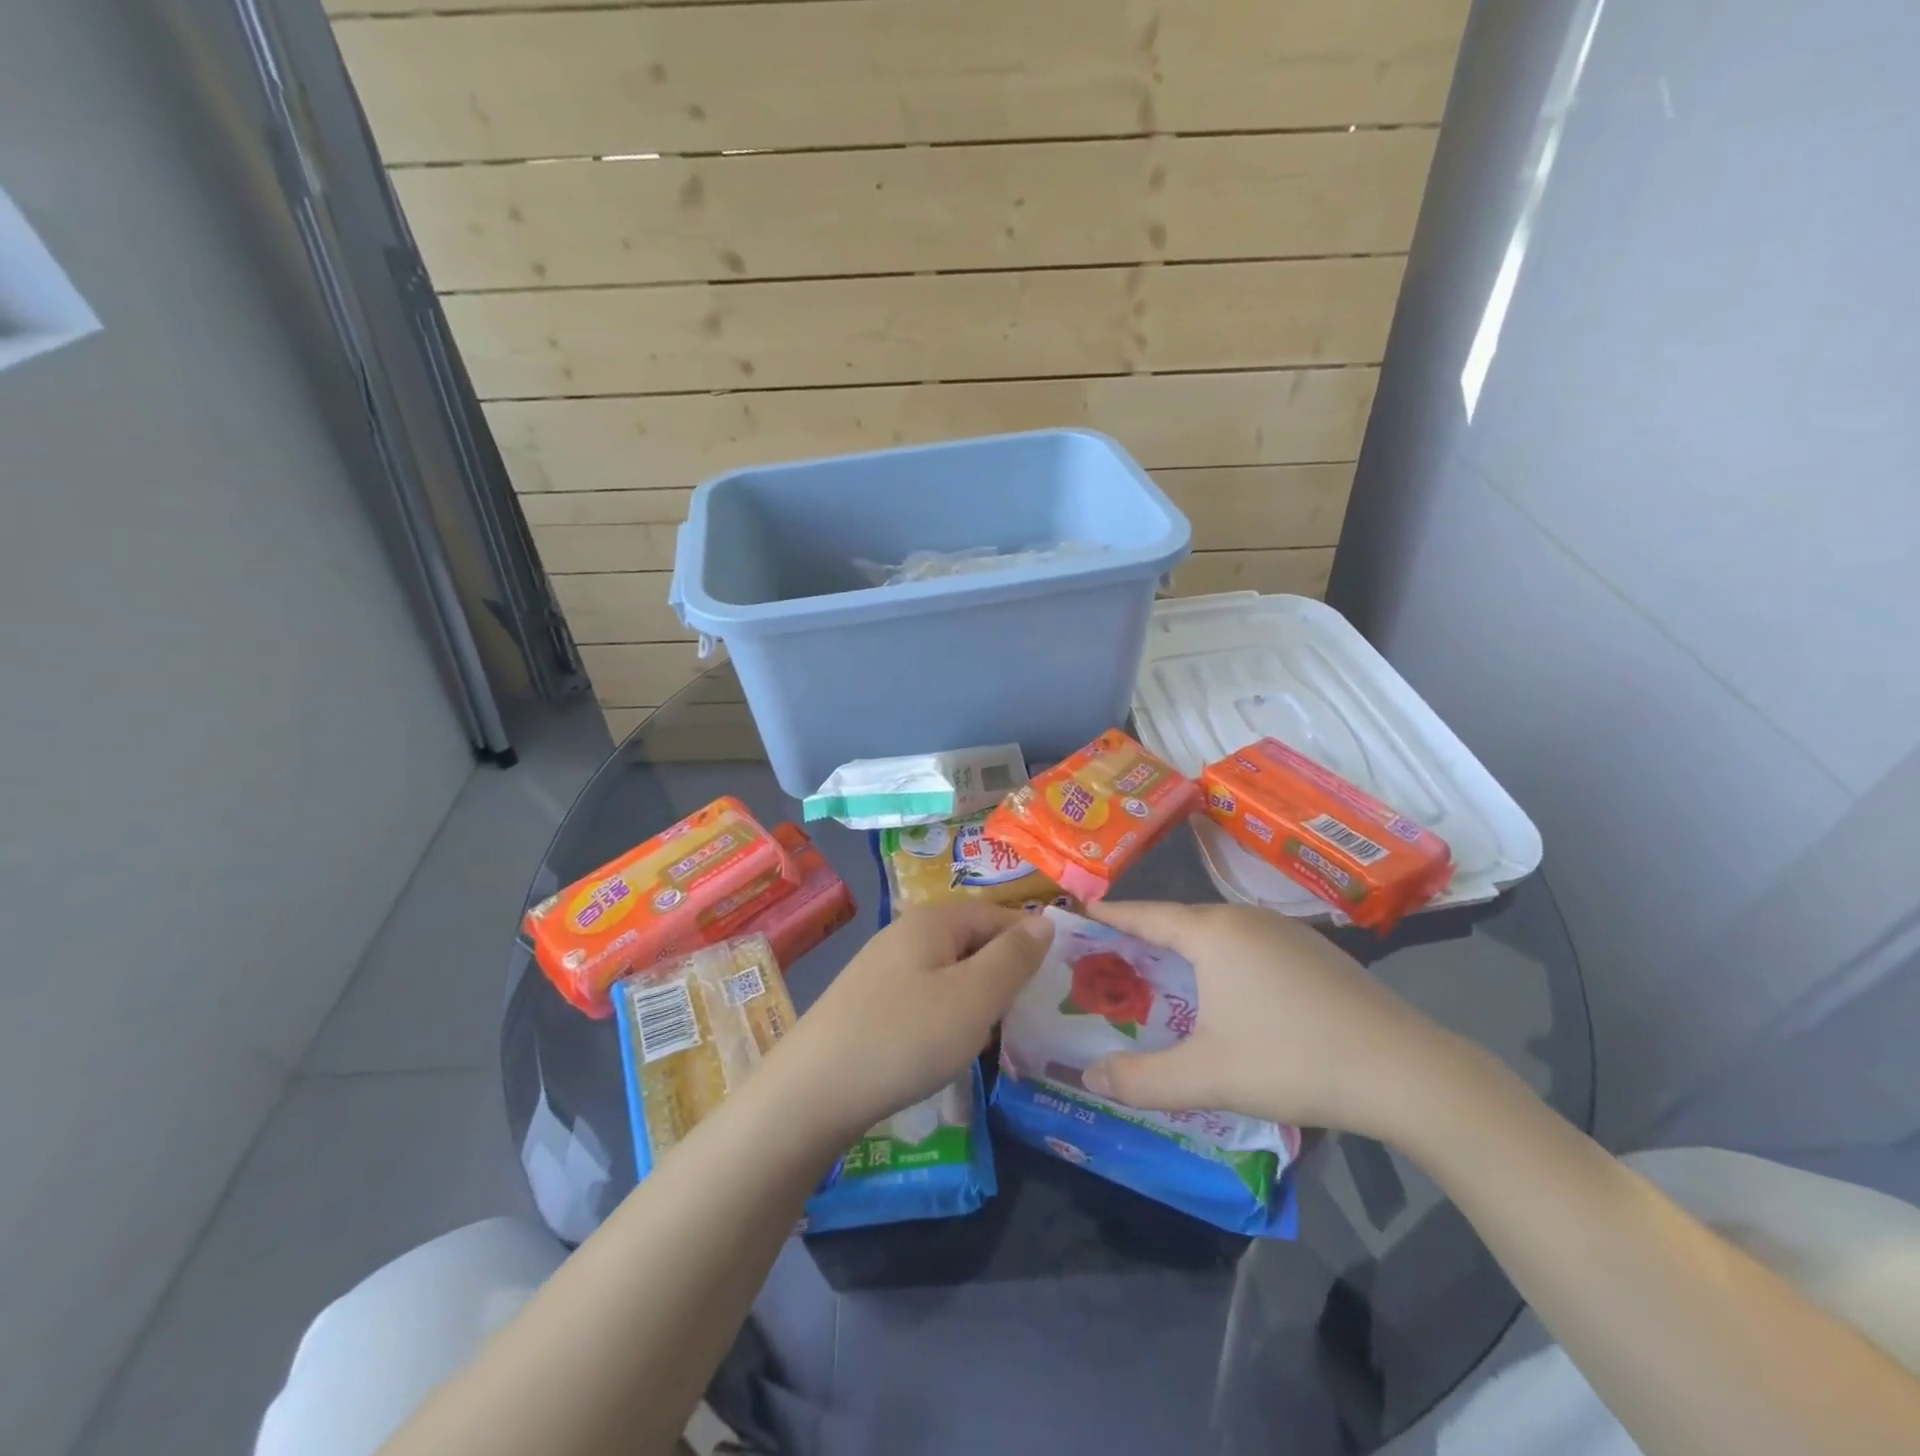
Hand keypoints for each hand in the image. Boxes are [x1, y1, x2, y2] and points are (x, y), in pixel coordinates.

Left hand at [776, 905, 1052, 1140]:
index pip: (998, 915)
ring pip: (950, 974)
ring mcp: (883, 969)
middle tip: (1026, 1019)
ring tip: (993, 1039)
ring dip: (976, 1002)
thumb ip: (1013, 958)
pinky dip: (946, 1018)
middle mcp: (905, 934)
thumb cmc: (904, 1037)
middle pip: (973, 942)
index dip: (1030, 944)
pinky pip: (925, 998)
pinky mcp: (869, 1004)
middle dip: (1003, 976)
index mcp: (933, 921)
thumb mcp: (973, 997)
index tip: (1055, 984)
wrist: (811, 1093)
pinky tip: (947, 1051)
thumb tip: (1044, 921)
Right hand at [1081, 901, 1466, 1139]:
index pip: (1144, 914)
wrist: (1407, 1072)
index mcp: (1213, 932)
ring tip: (1159, 981)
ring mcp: (1285, 932)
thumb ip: (1140, 1080)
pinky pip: (1248, 947)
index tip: (1078, 913)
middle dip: (1142, 941)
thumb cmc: (1293, 1060)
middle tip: (1109, 963)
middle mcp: (1245, 918)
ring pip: (1217, 935)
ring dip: (1184, 954)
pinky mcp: (1314, 953)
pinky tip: (1226, 998)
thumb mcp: (1207, 1077)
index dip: (1109, 915)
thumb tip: (1087, 1076)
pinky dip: (1221, 963)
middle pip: (1179, 922)